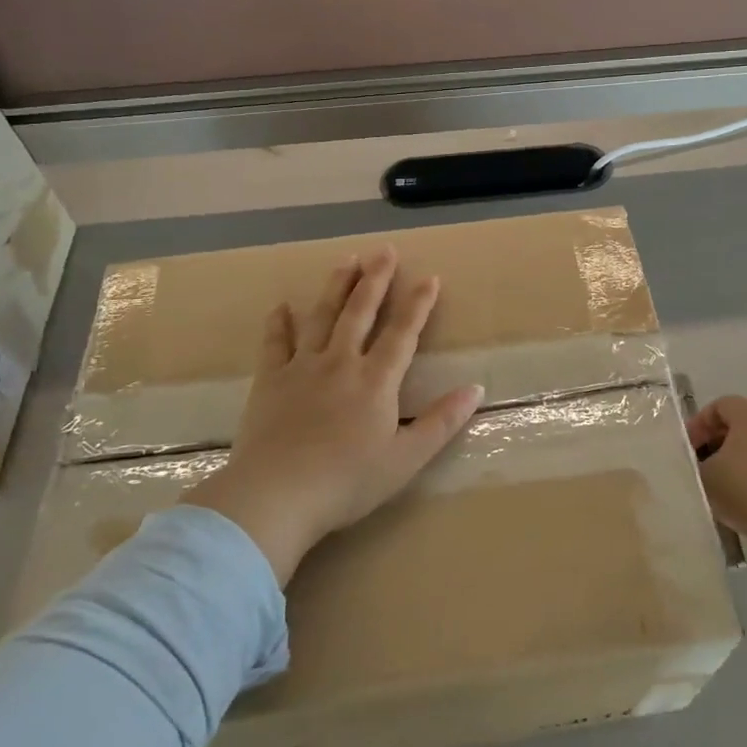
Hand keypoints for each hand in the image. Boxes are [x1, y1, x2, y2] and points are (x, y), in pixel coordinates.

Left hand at [188, 246, 484, 584]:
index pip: (403, 333)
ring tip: (346, 260)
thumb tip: (476, 389)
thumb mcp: (405, 459)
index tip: (430, 278)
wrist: (276, 495)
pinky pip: (276, 343)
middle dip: (375, 279)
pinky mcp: (270, 381)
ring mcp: (302, 368)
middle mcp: (341, 362)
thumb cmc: (347, 482)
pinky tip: (281, 306)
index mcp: (376, 381)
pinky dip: (279, 323)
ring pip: (322, 317)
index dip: (418, 304)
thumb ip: (441, 423)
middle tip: (384, 251)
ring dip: (336, 287)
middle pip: (360, 312)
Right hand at [687, 396, 746, 579]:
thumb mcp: (705, 475)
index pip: (718, 406)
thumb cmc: (746, 486)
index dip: (697, 426)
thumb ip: (695, 464)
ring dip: (736, 464)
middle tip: (700, 469)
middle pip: (738, 426)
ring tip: (720, 490)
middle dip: (716, 446)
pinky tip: (745, 503)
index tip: (686, 450)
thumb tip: (697, 465)